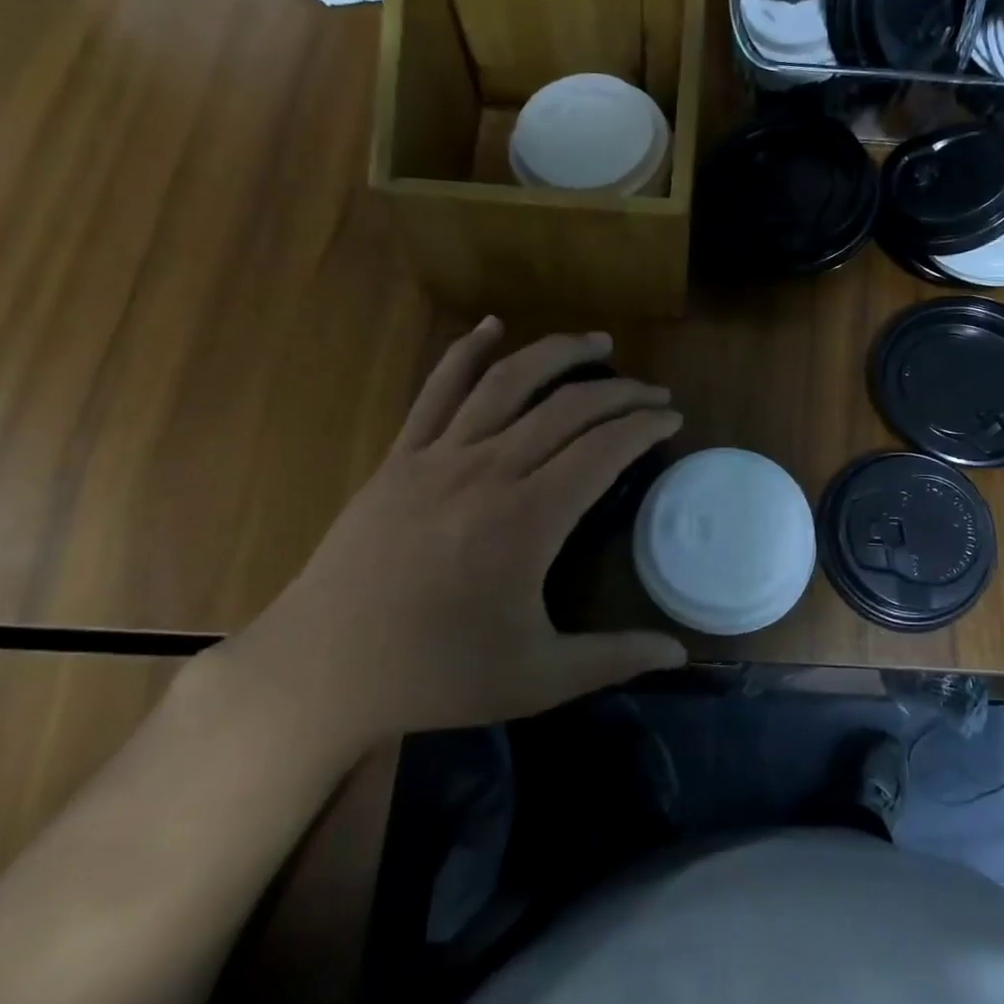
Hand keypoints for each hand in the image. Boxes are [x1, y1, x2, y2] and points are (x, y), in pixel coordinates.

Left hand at [225, 318, 686, 755]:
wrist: (322, 671)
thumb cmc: (436, 676)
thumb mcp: (537, 677)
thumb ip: (613, 657)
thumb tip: (680, 654)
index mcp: (528, 519)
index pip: (604, 449)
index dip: (644, 425)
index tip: (672, 417)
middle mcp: (489, 471)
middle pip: (568, 408)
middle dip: (620, 392)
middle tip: (653, 392)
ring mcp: (439, 457)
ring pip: (509, 382)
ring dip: (559, 353)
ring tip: (597, 342)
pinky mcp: (400, 457)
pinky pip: (438, 389)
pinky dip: (467, 351)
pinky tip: (492, 326)